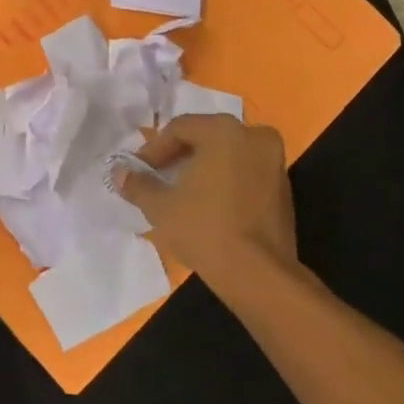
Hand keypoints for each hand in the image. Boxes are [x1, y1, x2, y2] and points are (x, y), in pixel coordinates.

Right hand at [113, 114, 298, 302]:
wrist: (259, 275)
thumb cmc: (205, 229)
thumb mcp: (160, 206)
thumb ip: (138, 184)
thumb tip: (119, 173)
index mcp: (224, 131)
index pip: (179, 129)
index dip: (153, 150)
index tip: (139, 172)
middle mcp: (255, 137)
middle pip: (206, 138)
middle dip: (179, 157)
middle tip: (157, 179)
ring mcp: (275, 163)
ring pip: (228, 155)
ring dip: (202, 169)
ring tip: (179, 194)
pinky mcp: (284, 189)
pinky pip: (245, 173)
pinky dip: (224, 181)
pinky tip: (207, 205)